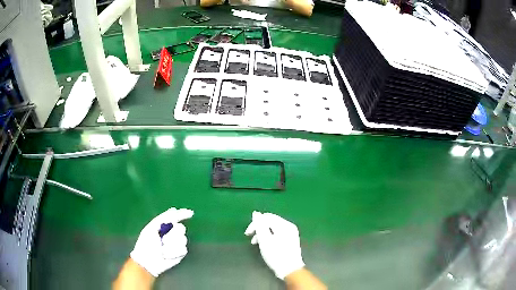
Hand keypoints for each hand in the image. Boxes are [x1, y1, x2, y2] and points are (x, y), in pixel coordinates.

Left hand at [130, 207, 193, 276]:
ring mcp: (177, 244)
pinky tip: (167, 255)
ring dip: (171, 244)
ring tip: (163, 249)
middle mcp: (172, 233)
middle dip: (172, 233)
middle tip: (163, 239)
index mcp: (164, 226)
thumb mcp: (152, 228)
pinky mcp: (180, 253)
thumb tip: (174, 209)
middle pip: (181, 228)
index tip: (190, 213)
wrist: (148, 260)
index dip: (183, 214)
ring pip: (183, 239)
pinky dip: (173, 252)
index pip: (176, 217)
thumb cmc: (146, 243)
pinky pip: (183, 249)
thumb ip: (163, 218)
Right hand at [244, 211, 304, 279]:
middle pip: (270, 222)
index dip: (255, 224)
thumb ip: (259, 225)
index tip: (247, 234)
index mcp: (284, 225)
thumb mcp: (265, 240)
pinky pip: (277, 233)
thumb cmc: (276, 255)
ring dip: (263, 234)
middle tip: (252, 239)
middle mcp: (289, 227)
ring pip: (273, 228)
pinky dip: (269, 237)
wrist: (290, 269)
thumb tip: (256, 213)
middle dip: (259, 229)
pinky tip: (265, 245)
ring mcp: (291, 233)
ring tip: (256, 243)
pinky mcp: (290, 240)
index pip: (266, 217)